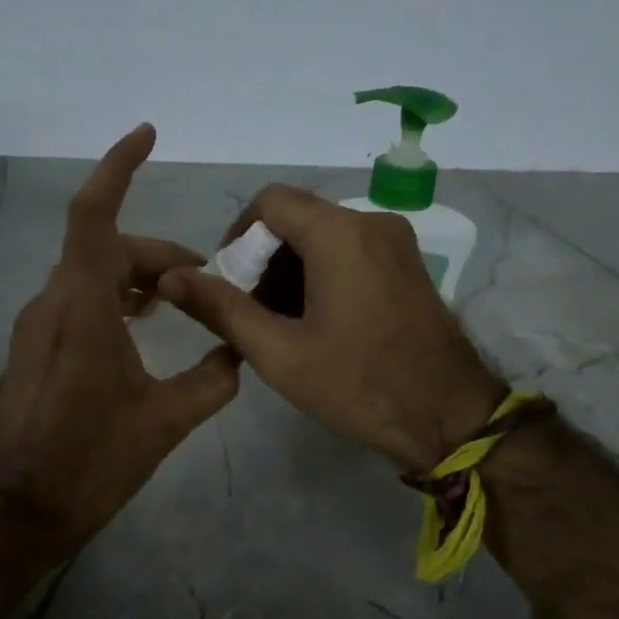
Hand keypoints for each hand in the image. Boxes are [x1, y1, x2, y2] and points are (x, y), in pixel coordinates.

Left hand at [0, 125, 240, 544]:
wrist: (24, 506)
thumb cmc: (95, 458)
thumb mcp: (167, 420)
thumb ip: (212, 379)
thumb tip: (238, 354)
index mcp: (83, 307)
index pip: (94, 215)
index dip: (118, 167)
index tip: (146, 135)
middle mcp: (52, 303)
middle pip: (106, 248)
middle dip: (156, 255)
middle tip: (202, 283)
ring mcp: (35, 325)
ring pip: (89, 275)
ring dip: (134, 278)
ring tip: (175, 303)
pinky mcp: (32, 347)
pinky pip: (74, 300)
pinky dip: (110, 298)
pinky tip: (137, 329)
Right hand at [159, 186, 501, 473]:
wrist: (448, 416)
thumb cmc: (358, 384)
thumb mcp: (278, 352)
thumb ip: (221, 309)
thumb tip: (170, 278)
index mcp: (339, 233)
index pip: (269, 202)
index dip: (237, 236)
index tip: (227, 283)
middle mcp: (371, 222)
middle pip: (297, 219)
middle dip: (264, 259)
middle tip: (251, 313)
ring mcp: (396, 243)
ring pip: (324, 236)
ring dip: (292, 270)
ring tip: (281, 325)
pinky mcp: (408, 265)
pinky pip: (351, 252)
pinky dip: (322, 275)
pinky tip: (316, 323)